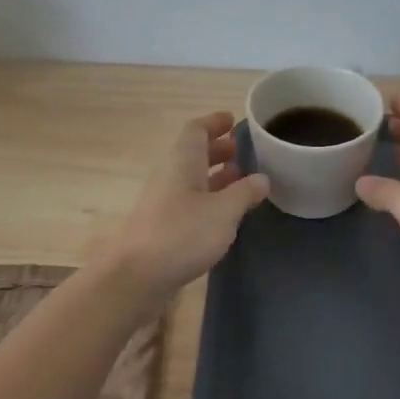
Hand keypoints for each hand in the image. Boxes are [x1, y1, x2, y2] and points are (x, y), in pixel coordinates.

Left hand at [106, 112, 269, 297]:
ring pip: (192, 178)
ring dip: (215, 175)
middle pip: (193, 153)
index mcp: (182, 161)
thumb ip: (245, 192)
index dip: (215, 122)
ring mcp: (163, 202)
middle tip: (243, 152)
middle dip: (219, 149)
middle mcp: (170, 175)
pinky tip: (225, 214)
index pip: (196, 129)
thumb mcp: (224, 212)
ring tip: (242, 181)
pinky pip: (189, 201)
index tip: (234, 121)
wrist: (137, 277)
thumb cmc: (183, 234)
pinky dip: (209, 199)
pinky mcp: (163, 226)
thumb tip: (262, 178)